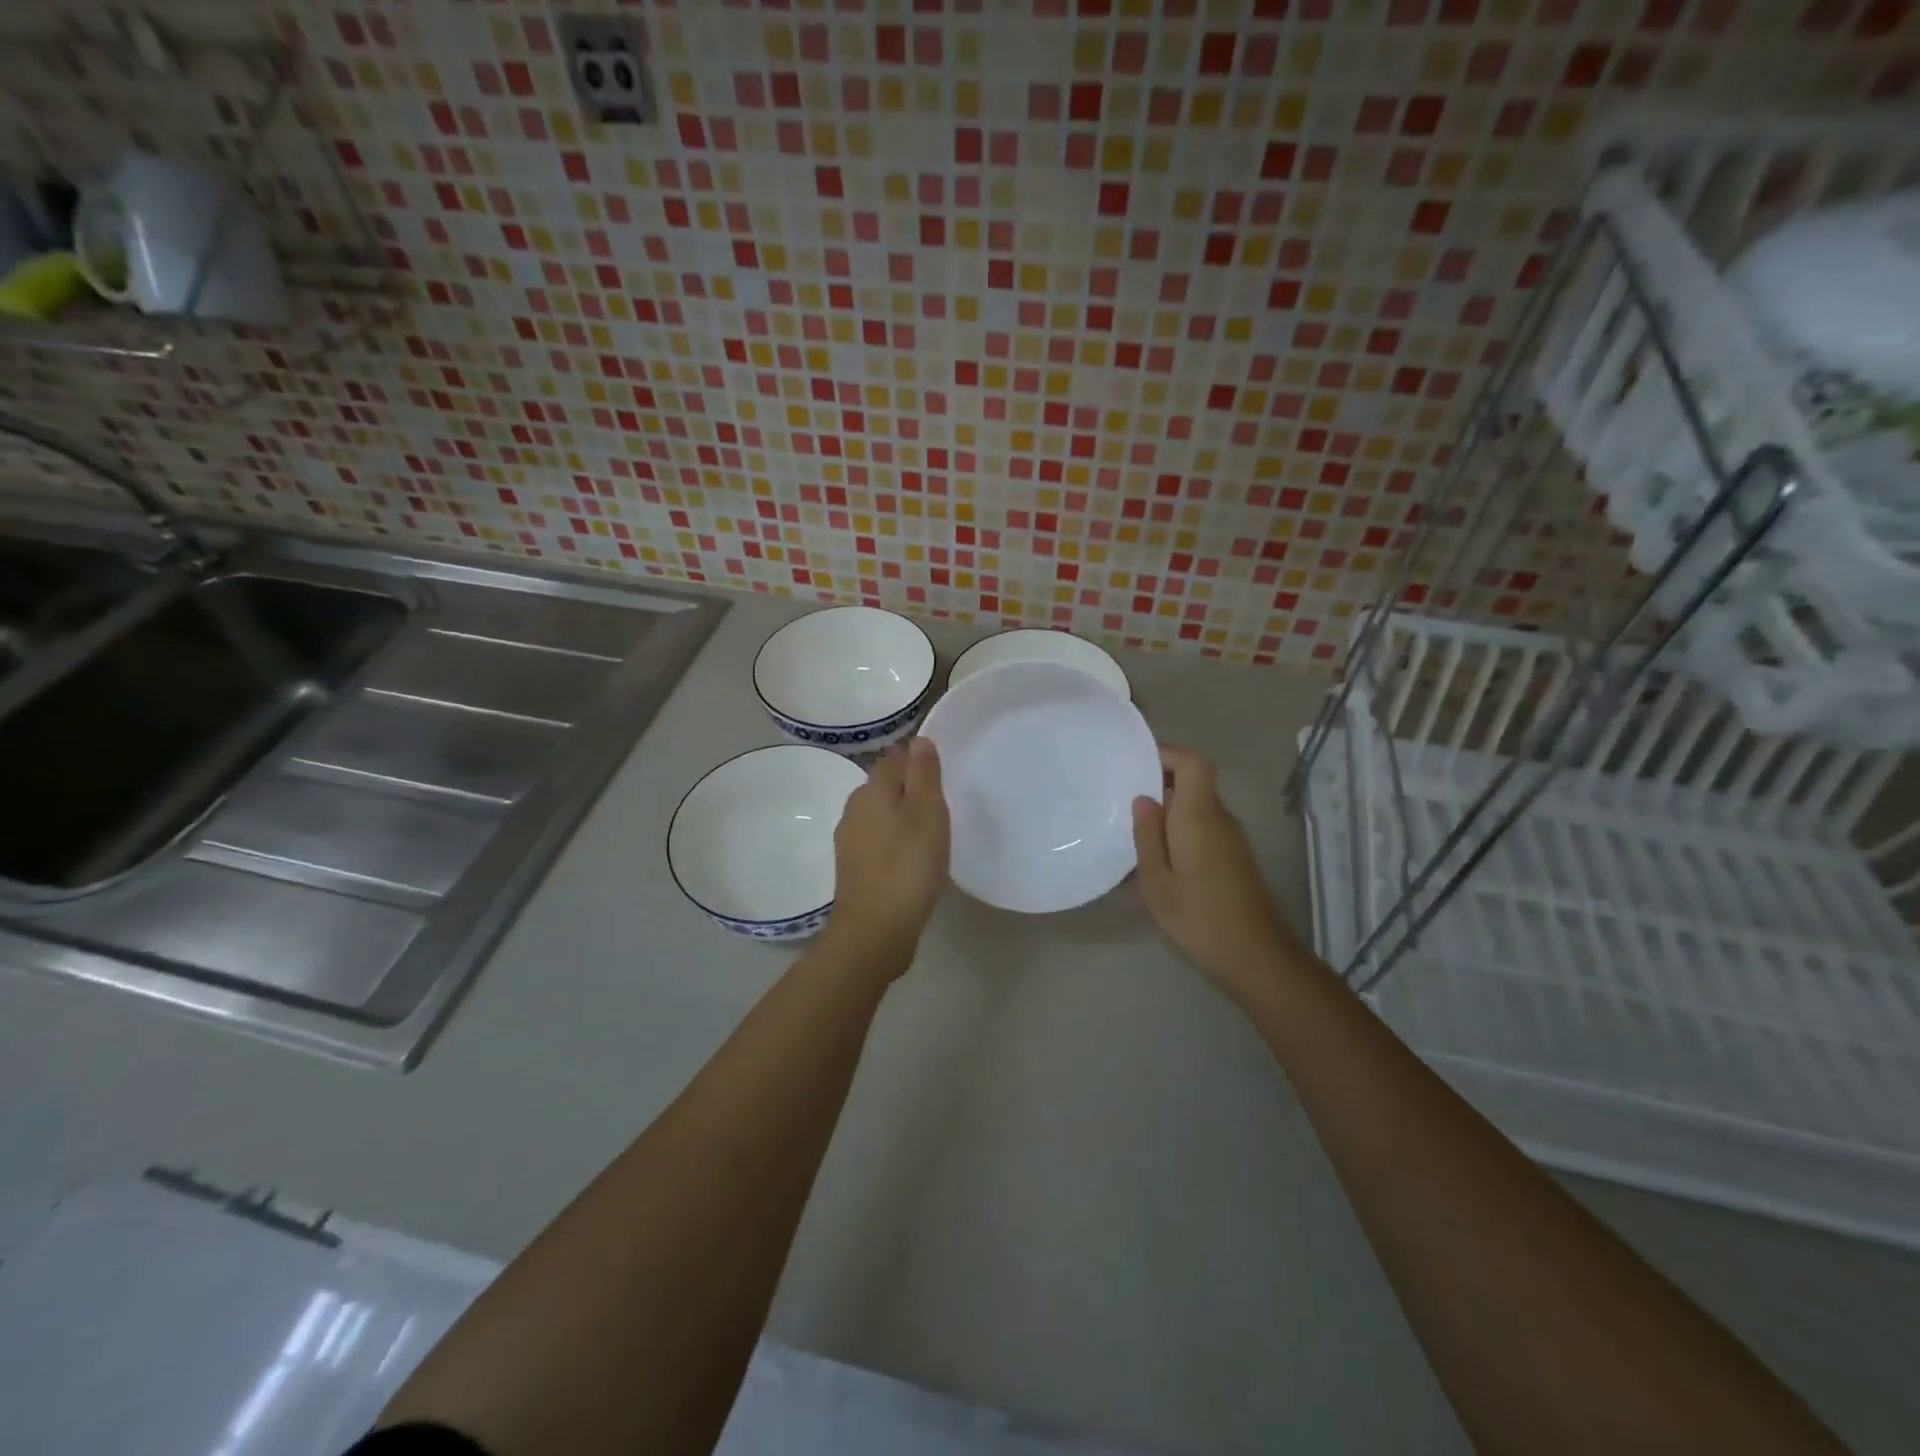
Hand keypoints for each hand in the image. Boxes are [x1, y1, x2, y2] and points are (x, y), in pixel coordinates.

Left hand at [821, 737, 949, 976]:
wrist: (875, 930)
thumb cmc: (907, 866)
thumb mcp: (926, 813)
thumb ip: (923, 774)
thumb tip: (917, 740)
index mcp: (872, 790)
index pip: (894, 758)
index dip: (916, 757)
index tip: (940, 768)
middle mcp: (854, 809)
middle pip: (884, 785)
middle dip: (908, 786)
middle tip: (941, 799)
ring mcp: (850, 840)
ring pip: (879, 814)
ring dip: (901, 814)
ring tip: (930, 828)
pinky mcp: (853, 868)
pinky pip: (877, 840)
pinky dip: (894, 840)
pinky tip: (910, 855)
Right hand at [1132, 746, 1305, 1006]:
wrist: (1255, 955)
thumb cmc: (1199, 917)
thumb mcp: (1156, 881)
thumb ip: (1147, 835)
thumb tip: (1144, 799)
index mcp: (1199, 816)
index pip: (1194, 763)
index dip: (1168, 754)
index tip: (1137, 765)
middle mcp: (1219, 818)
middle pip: (1194, 781)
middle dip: (1159, 782)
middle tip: (1123, 800)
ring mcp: (1231, 837)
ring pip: (1197, 805)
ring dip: (1168, 809)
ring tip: (1133, 830)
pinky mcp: (1234, 855)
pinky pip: (1203, 825)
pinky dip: (1179, 829)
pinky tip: (1157, 857)